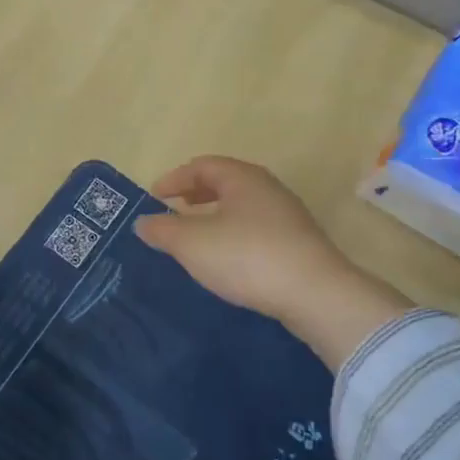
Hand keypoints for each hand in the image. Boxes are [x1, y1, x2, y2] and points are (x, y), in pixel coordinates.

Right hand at [135, 156, 412, 365]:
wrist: (315, 293)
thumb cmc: (247, 257)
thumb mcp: (192, 244)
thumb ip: (163, 230)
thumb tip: (144, 222)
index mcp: (242, 177)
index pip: (202, 165)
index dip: (174, 178)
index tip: (153, 196)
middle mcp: (267, 188)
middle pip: (224, 182)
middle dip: (195, 194)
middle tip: (172, 210)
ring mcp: (287, 215)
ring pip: (241, 206)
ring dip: (214, 215)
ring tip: (195, 236)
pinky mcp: (297, 243)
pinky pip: (255, 228)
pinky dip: (232, 234)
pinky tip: (226, 258)